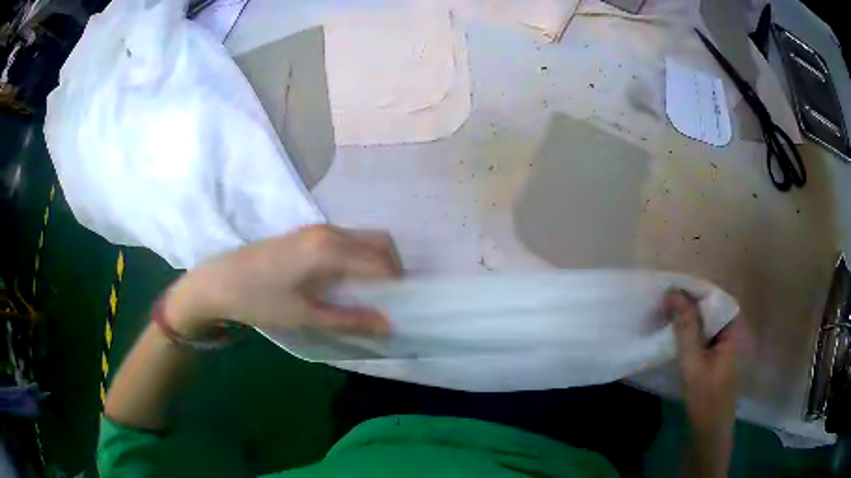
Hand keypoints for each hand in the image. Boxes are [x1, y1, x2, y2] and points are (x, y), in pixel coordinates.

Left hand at [164, 225, 401, 336]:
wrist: (219, 281)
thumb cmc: (260, 300)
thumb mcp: (306, 316)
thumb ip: (349, 319)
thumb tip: (388, 325)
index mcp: (330, 250)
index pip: (381, 262)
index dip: (398, 283)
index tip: (404, 304)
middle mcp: (329, 232)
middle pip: (378, 242)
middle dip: (392, 267)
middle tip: (391, 297)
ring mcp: (316, 229)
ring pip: (362, 238)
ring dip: (375, 261)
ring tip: (372, 292)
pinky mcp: (306, 234)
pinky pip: (346, 239)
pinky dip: (358, 256)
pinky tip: (347, 279)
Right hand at [666, 291, 739, 476]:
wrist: (709, 432)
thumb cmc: (705, 399)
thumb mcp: (693, 363)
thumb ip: (686, 328)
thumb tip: (673, 293)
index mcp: (732, 328)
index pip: (713, 297)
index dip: (692, 289)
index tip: (669, 287)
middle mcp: (729, 330)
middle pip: (708, 307)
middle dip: (687, 302)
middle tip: (662, 300)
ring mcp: (721, 344)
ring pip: (703, 321)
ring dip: (685, 316)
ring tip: (663, 312)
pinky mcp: (712, 355)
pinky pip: (700, 334)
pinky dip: (686, 331)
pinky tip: (672, 332)